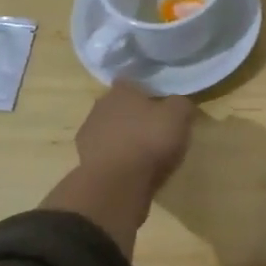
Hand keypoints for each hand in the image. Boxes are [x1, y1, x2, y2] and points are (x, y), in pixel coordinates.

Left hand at [75, 80, 195, 194]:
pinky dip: (115, 157)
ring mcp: (88, 133)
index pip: (131, 82)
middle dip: (132, 114)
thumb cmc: (149, 140)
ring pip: (109, 129)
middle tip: (153, 128)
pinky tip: (130, 168)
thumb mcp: (178, 116)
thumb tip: (179, 104)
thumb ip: (181, 104)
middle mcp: (100, 106)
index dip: (145, 92)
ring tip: (142, 152)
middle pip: (118, 106)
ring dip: (122, 137)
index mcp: (121, 91)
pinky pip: (104, 153)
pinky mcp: (84, 159)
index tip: (159, 103)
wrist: (117, 182)